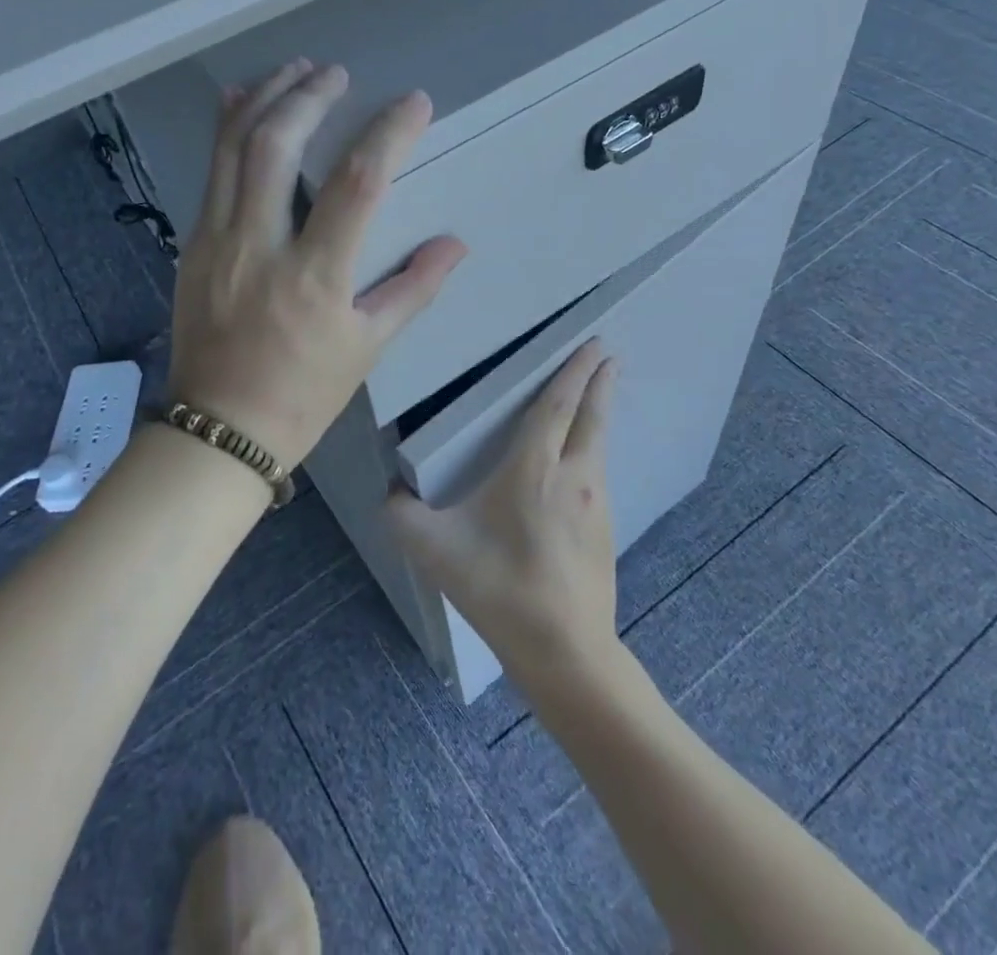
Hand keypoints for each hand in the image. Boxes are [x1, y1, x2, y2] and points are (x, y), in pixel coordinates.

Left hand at [167, 59, 467, 471]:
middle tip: (335, 72)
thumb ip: (412, 289)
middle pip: (278, 147)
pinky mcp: (193, 244)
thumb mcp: (367, 347)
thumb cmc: (304, 393)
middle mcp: (260, 245)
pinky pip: (209, 173)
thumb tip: (454, 244)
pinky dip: (226, 131)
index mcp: (315, 275)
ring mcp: (218, 240)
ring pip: (233, 150)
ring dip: (264, 100)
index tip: (413, 103)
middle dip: (309, 97)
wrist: (220, 428)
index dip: (388, 134)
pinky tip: (240, 103)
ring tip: (293, 70)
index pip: (357, 183)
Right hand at [386, 341, 620, 679]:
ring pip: (598, 445)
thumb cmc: (498, 588)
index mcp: (534, 468)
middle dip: (599, 382)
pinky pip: (598, 474)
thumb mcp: (434, 550)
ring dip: (598, 415)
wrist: (564, 652)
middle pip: (591, 416)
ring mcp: (596, 505)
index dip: (573, 371)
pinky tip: (584, 462)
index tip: (593, 344)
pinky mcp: (606, 531)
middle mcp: (573, 477)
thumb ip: (400, 515)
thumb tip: (389, 493)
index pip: (557, 406)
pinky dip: (594, 449)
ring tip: (597, 397)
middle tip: (607, 353)